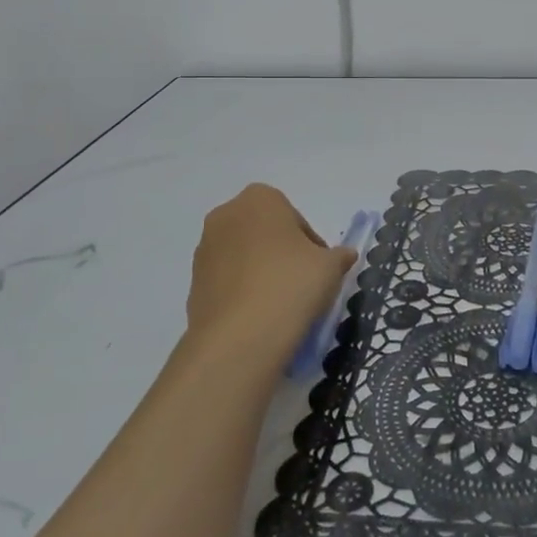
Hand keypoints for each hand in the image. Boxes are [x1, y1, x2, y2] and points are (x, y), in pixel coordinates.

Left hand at [187, 184, 356, 371]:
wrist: (240, 337)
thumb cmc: (291, 284)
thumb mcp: (330, 267)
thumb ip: (339, 256)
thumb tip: (343, 256)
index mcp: (259, 198)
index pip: (294, 218)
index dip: (311, 244)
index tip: (319, 269)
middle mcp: (225, 216)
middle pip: (265, 233)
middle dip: (282, 254)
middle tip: (302, 284)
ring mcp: (204, 250)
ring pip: (243, 257)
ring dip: (261, 273)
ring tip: (280, 305)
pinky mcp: (193, 284)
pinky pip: (227, 282)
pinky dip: (243, 294)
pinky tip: (259, 318)